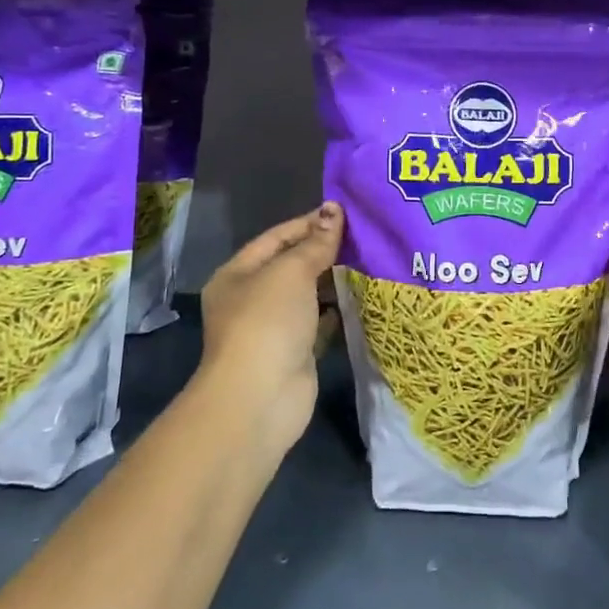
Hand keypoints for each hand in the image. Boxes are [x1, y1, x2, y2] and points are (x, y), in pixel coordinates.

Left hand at [198, 203, 342, 459]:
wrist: (260, 398)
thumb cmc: (267, 323)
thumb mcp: (291, 272)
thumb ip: (315, 243)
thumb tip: (333, 209)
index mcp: (237, 274)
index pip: (276, 238)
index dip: (309, 223)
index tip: (345, 213)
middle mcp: (251, 299)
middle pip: (292, 266)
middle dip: (325, 251)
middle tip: (365, 236)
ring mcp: (273, 329)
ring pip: (308, 296)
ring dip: (334, 281)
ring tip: (370, 261)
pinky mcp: (295, 353)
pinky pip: (319, 323)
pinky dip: (337, 311)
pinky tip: (362, 297)